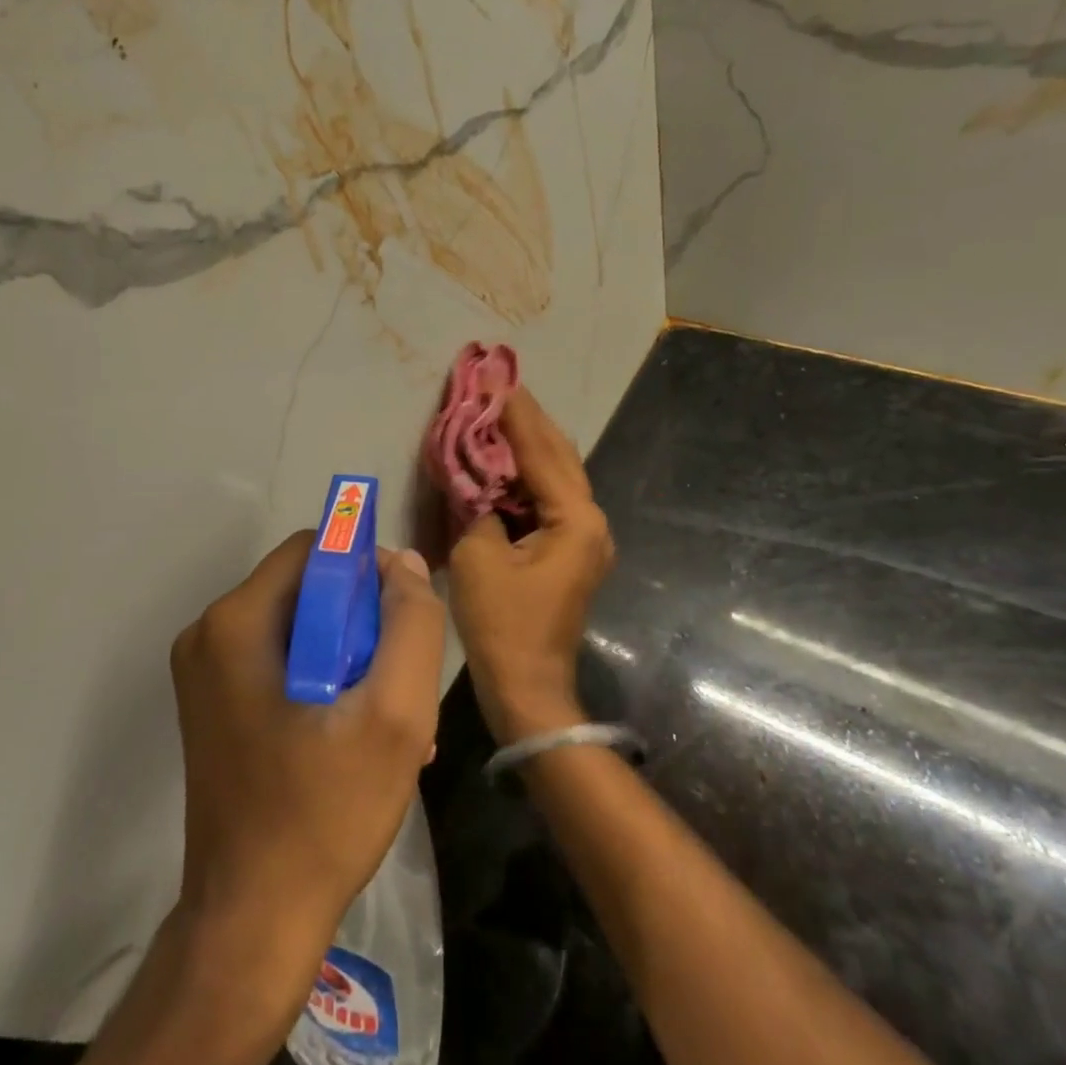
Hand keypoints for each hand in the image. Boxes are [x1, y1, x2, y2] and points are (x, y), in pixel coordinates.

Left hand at [171, 532, 445, 959]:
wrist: (252, 921)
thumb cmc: (325, 813)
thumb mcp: (394, 715)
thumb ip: (411, 625)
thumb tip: (405, 565)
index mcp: (236, 623)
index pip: (314, 549)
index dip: (368, 570)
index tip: (403, 621)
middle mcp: (209, 636)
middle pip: (307, 589)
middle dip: (364, 625)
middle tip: (401, 685)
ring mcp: (206, 674)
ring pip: (301, 630)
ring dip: (352, 661)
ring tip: (391, 722)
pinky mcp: (215, 707)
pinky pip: (282, 665)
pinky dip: (325, 684)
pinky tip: (359, 738)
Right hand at [450, 388, 614, 744]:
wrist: (527, 687)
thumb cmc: (503, 624)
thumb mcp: (478, 556)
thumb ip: (477, 504)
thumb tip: (476, 477)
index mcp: (575, 519)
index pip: (541, 451)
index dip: (515, 414)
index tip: (495, 377)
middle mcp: (590, 522)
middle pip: (558, 457)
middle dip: (528, 421)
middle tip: (500, 386)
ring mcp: (583, 539)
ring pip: (556, 477)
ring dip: (528, 446)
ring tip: (500, 412)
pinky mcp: (568, 553)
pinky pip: (548, 500)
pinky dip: (526, 477)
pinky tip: (503, 462)